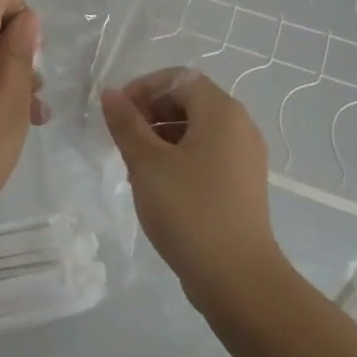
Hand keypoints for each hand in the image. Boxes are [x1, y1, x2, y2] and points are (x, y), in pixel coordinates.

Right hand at [101, 69, 280, 301]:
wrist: (237, 278)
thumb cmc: (189, 210)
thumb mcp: (147, 164)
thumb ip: (126, 124)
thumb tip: (110, 94)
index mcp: (222, 112)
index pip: (178, 78)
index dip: (144, 88)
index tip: (118, 113)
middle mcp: (240, 126)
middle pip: (190, 100)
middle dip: (152, 112)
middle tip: (123, 139)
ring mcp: (245, 157)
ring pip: (198, 129)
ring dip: (163, 136)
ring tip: (135, 164)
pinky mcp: (243, 184)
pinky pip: (208, 154)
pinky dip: (180, 157)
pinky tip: (159, 185)